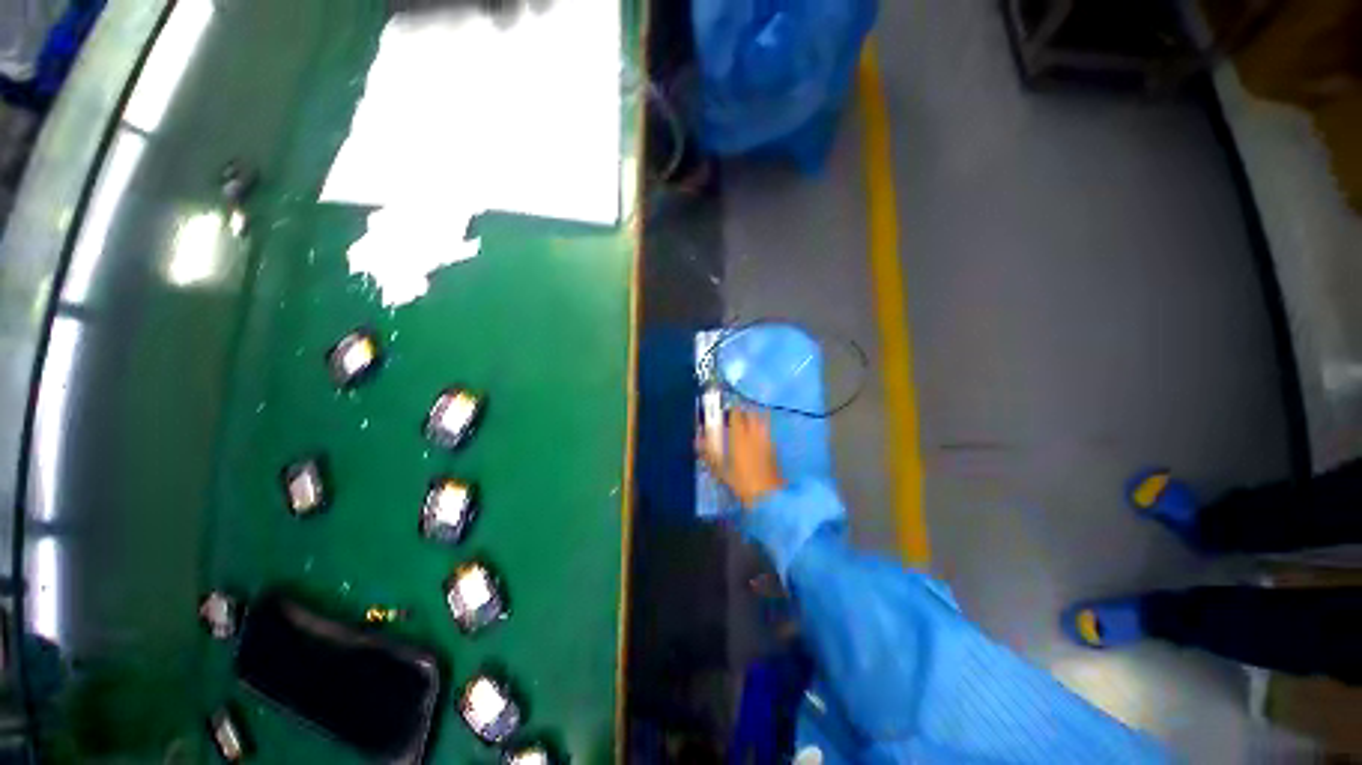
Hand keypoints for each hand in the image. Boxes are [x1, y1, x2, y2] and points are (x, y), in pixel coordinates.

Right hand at [698, 408, 785, 509]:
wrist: (768, 495)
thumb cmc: (742, 483)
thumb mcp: (721, 470)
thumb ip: (709, 454)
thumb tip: (696, 440)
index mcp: (740, 437)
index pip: (736, 414)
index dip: (731, 411)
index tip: (725, 413)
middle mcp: (754, 434)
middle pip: (751, 414)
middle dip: (744, 412)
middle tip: (736, 417)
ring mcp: (766, 440)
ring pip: (762, 421)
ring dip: (755, 419)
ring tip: (747, 424)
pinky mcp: (773, 448)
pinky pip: (767, 432)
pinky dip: (761, 430)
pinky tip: (756, 438)